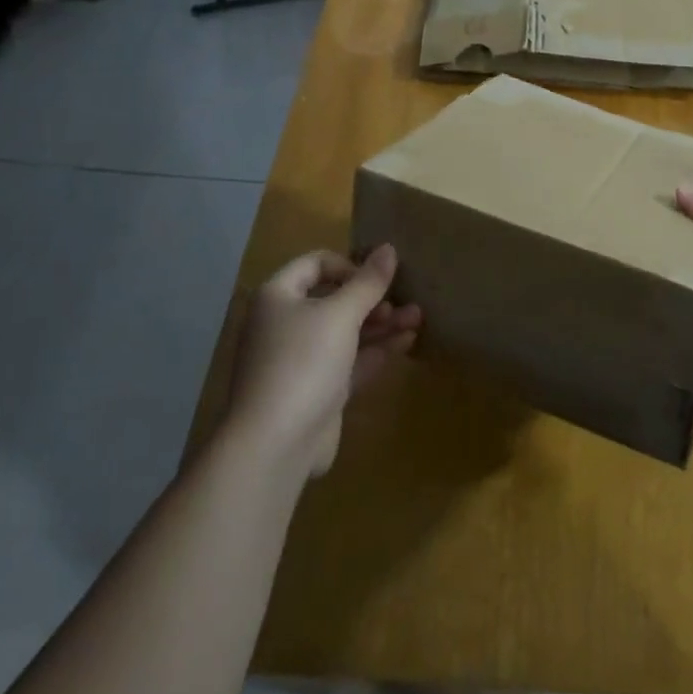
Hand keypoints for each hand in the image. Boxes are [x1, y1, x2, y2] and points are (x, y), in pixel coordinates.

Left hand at [226, 245, 421, 476]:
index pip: (316, 264)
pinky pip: (350, 361)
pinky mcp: (318, 391)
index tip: (378, 277)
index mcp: (278, 297)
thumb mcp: (340, 314)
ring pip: (346, 332)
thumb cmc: (303, 362)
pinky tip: (408, 341)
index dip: (349, 265)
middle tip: (405, 298)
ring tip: (418, 316)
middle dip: (372, 298)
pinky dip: (376, 350)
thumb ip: (368, 282)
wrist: (274, 445)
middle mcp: (285, 324)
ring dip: (381, 323)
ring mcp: (301, 360)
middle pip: (334, 299)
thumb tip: (388, 248)